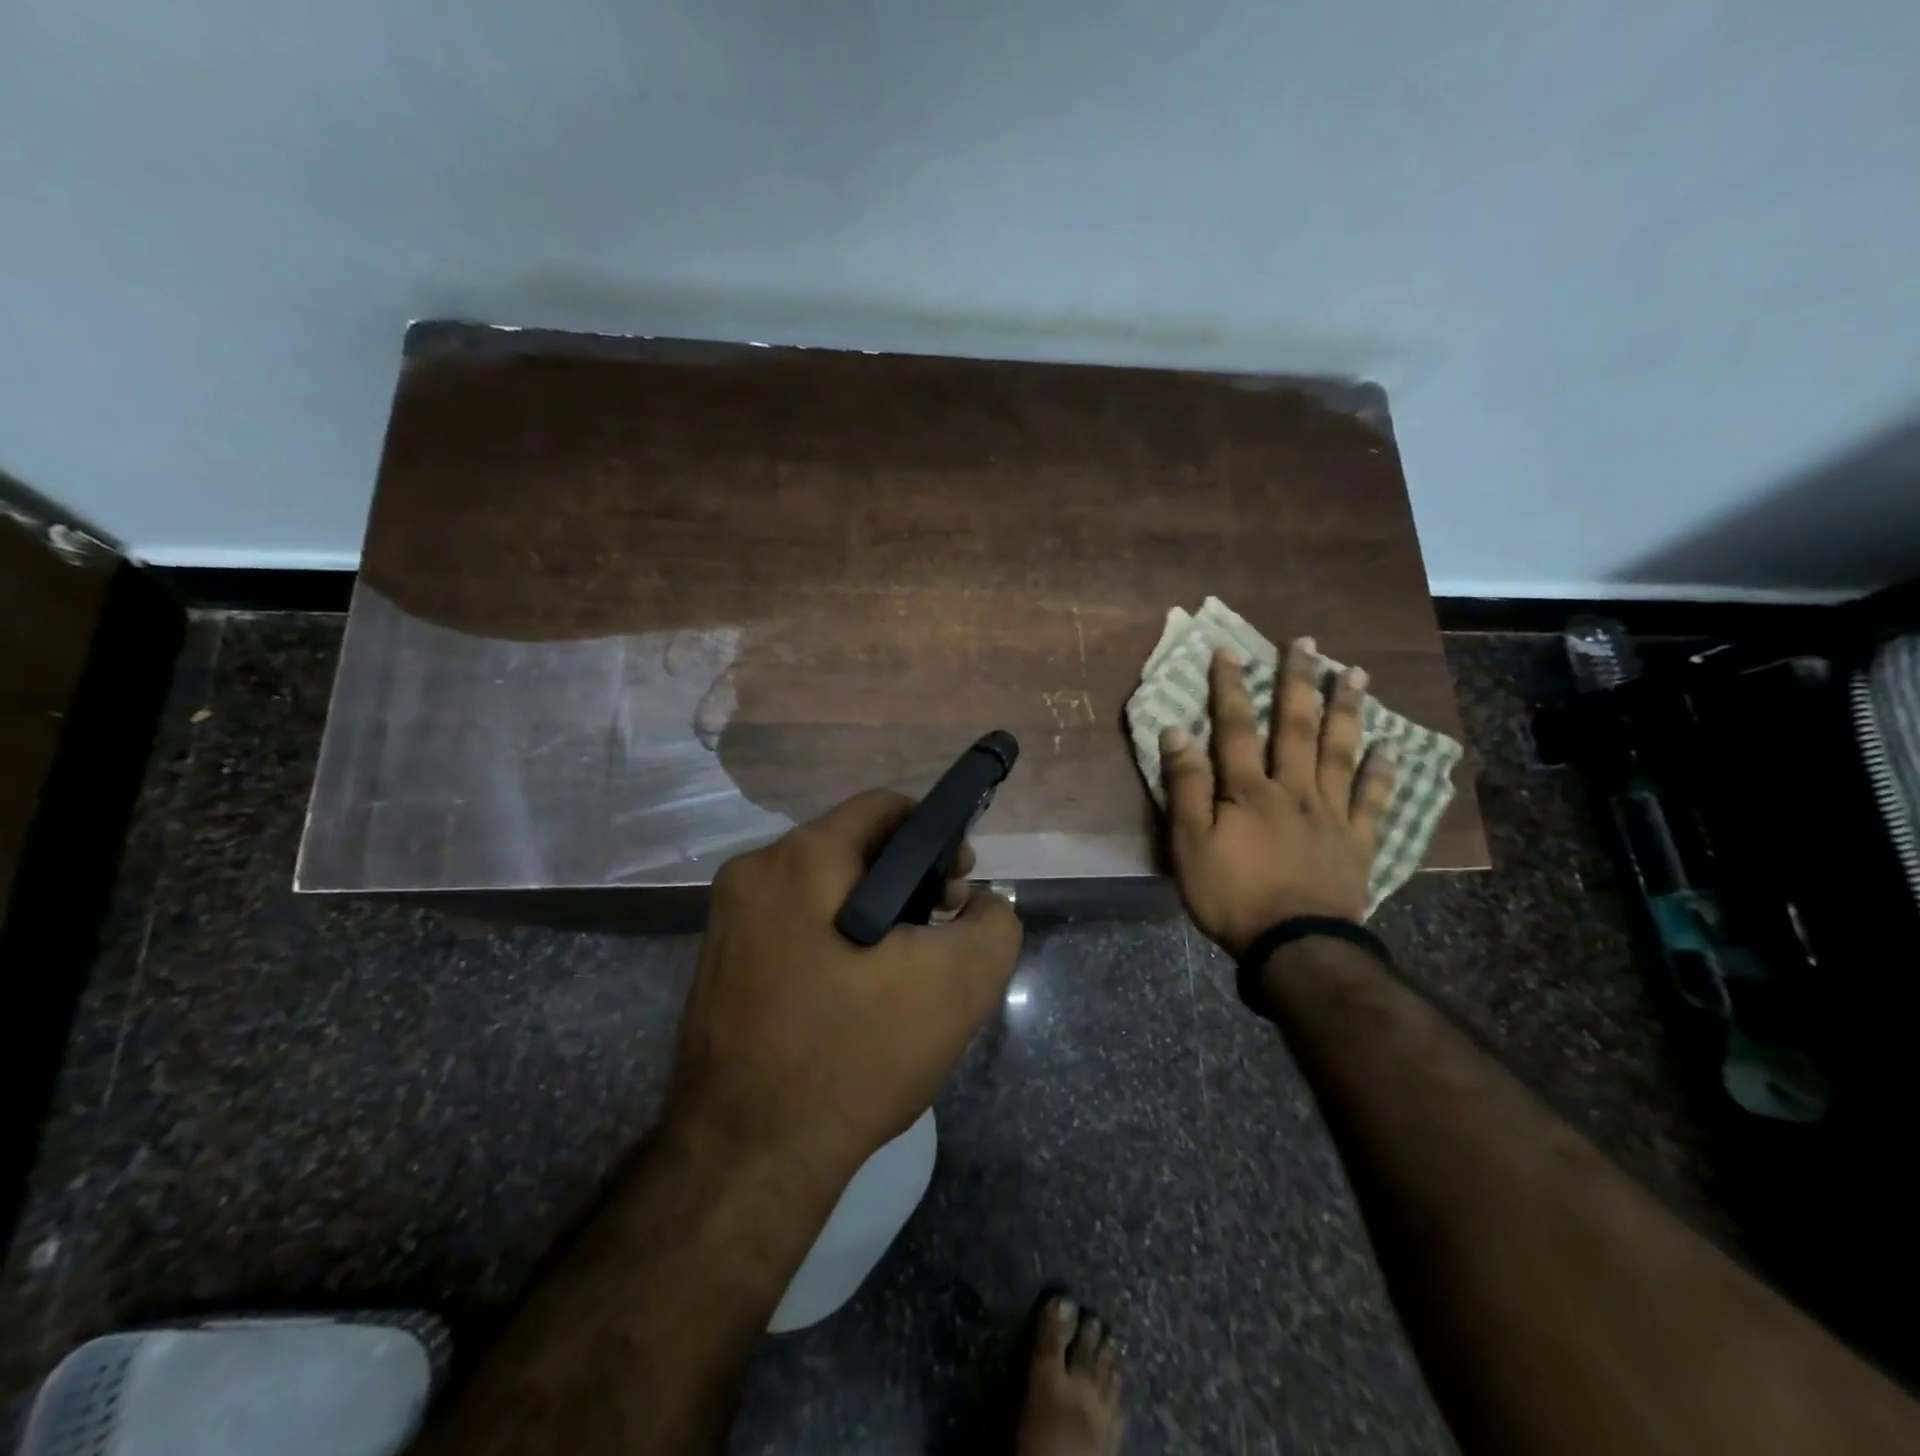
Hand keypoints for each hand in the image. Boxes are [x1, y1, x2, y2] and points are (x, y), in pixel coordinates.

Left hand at [666, 791, 1023, 1188]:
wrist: (747, 1162)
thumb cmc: (854, 1055)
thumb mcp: (957, 985)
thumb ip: (993, 924)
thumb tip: (981, 905)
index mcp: (800, 858)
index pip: (883, 808)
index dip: (936, 835)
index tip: (960, 885)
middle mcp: (753, 875)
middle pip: (852, 848)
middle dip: (907, 881)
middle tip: (939, 933)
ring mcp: (728, 923)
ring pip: (823, 891)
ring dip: (873, 915)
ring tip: (906, 972)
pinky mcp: (720, 967)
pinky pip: (795, 929)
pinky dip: (835, 943)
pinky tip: (859, 996)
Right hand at [1160, 640, 1396, 956]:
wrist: (1295, 946)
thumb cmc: (1232, 895)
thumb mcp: (1189, 844)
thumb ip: (1185, 786)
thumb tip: (1177, 732)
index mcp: (1248, 791)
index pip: (1235, 728)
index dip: (1229, 688)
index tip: (1229, 650)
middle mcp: (1293, 789)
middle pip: (1296, 728)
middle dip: (1298, 682)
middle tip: (1307, 643)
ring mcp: (1331, 813)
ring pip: (1340, 752)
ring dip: (1346, 711)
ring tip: (1356, 674)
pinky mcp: (1357, 841)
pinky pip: (1373, 800)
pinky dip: (1382, 773)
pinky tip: (1391, 747)